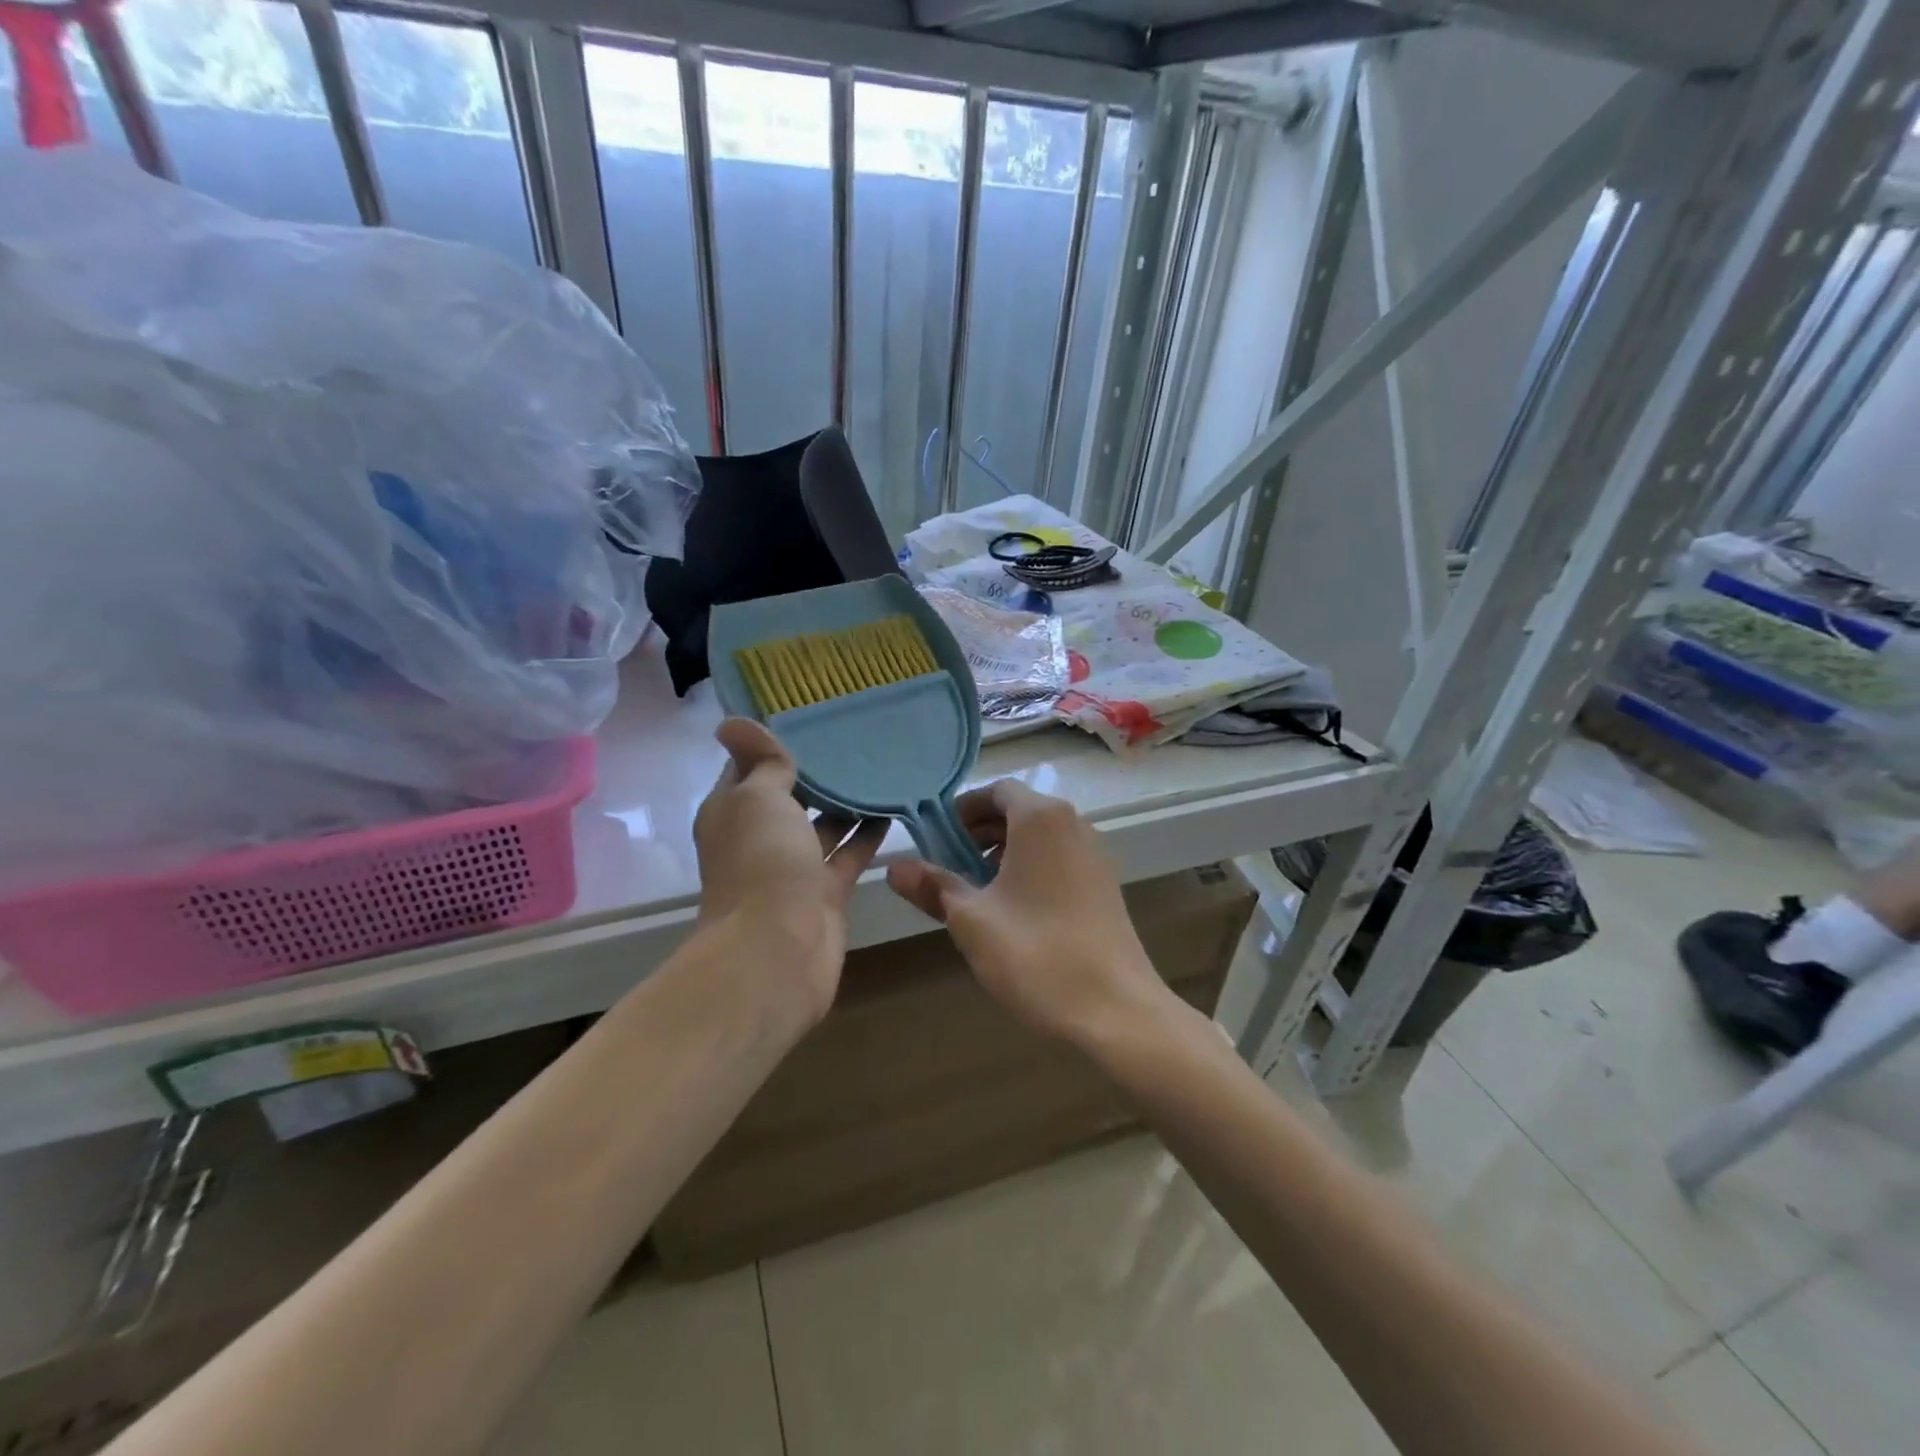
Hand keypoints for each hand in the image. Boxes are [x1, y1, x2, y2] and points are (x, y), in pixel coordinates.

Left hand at [694, 718, 886, 1026]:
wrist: (777, 949)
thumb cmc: (761, 861)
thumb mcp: (757, 797)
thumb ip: (762, 762)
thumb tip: (731, 720)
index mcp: (733, 811)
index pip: (750, 766)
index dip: (772, 742)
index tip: (809, 714)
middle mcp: (760, 838)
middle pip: (790, 797)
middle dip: (817, 772)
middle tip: (856, 735)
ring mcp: (793, 868)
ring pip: (823, 826)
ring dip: (846, 802)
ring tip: (881, 767)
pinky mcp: (825, 892)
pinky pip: (849, 854)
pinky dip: (867, 834)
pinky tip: (894, 808)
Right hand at [885, 779, 1173, 1045]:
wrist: (1118, 1011)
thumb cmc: (1037, 955)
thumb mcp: (972, 921)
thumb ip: (933, 886)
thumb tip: (893, 867)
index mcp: (1041, 819)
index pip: (995, 791)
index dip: (961, 810)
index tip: (935, 839)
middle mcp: (1073, 824)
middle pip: (1018, 811)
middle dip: (978, 833)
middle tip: (947, 867)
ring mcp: (1095, 855)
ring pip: (1039, 837)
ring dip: (1003, 852)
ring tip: (976, 891)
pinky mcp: (1105, 885)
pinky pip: (1059, 858)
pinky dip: (1031, 868)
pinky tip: (1013, 910)